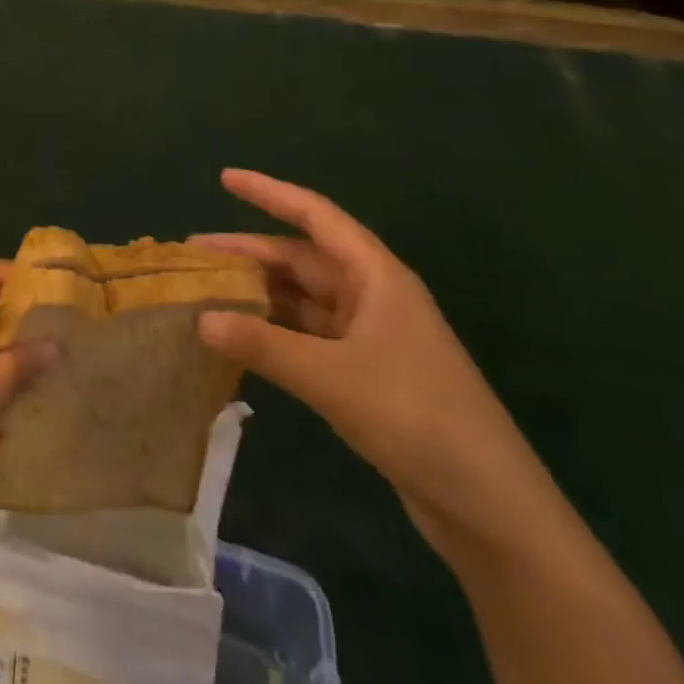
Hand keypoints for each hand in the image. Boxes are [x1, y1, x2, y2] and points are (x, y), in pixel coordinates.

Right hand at [195, 169, 568, 559]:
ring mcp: (371, 335)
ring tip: (208, 292)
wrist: (490, 505)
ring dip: (259, 294)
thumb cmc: (415, 417)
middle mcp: (373, 295)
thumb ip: (263, 346)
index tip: (224, 178)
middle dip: (249, 253)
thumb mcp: (331, 377)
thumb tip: (201, 320)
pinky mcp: (367, 372)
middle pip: (301, 258)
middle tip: (193, 254)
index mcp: (376, 275)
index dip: (268, 192)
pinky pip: (309, 335)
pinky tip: (242, 338)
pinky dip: (275, 332)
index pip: (314, 215)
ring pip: (303, 298)